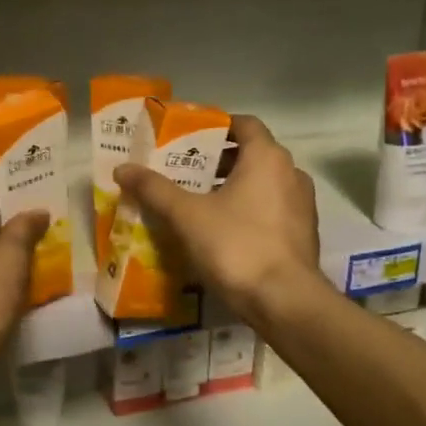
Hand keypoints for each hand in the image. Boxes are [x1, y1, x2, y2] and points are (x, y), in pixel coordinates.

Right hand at [114, 114, 323, 328]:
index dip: (217, 126)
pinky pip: (272, 210)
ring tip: (198, 202)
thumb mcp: (187, 215)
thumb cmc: (237, 245)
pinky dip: (249, 210)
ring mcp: (302, 205)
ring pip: (263, 184)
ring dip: (234, 187)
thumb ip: (155, 189)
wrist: (285, 301)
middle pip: (252, 154)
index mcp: (267, 158)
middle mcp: (291, 173)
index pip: (244, 124)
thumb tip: (122, 168)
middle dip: (218, 161)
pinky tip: (223, 231)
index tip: (189, 137)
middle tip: (184, 172)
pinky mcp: (304, 234)